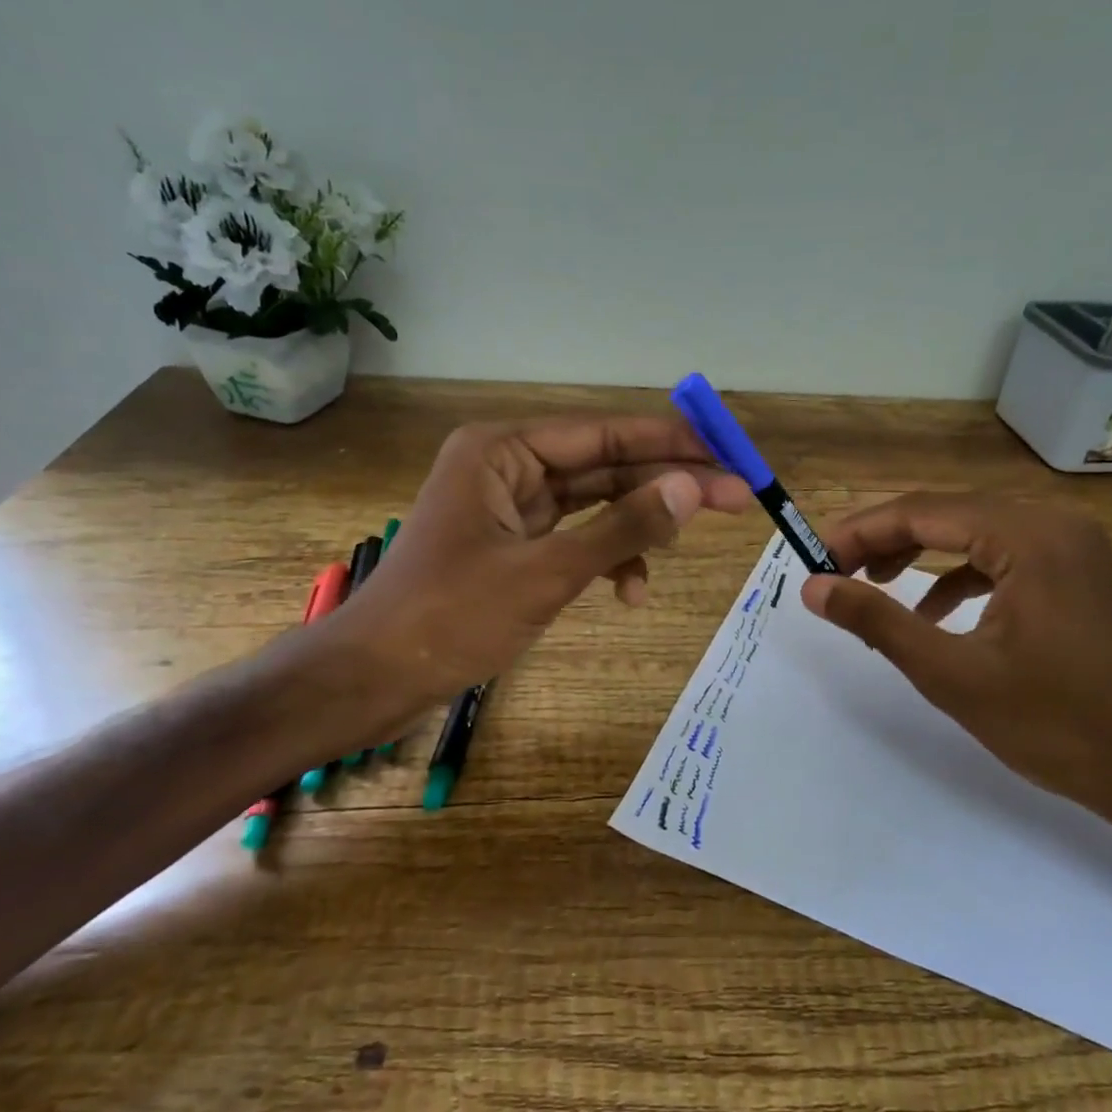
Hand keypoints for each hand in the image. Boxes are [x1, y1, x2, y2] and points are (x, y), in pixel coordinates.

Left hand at [318, 416, 752, 707]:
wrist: (376, 677)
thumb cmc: (450, 617)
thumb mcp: (546, 572)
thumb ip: (622, 528)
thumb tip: (692, 488)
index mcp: (503, 449)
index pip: (604, 434)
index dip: (671, 442)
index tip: (728, 452)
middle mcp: (508, 464)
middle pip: (605, 465)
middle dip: (666, 485)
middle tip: (736, 496)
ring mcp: (511, 505)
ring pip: (595, 502)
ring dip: (638, 526)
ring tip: (684, 549)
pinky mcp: (514, 542)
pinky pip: (575, 536)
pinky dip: (606, 558)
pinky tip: (630, 591)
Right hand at [800, 494, 1111, 827]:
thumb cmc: (1053, 723)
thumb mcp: (949, 673)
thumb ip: (875, 620)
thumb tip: (813, 587)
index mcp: (1027, 536)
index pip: (921, 511)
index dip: (860, 532)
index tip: (815, 558)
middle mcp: (1053, 522)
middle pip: (946, 513)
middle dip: (885, 541)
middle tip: (837, 572)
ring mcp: (1071, 544)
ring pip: (972, 531)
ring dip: (919, 554)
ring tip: (874, 586)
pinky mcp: (1077, 570)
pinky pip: (1002, 555)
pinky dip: (960, 575)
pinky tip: (933, 612)